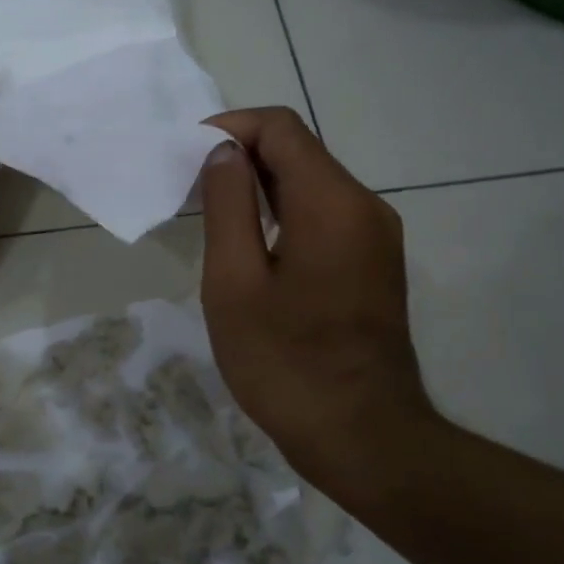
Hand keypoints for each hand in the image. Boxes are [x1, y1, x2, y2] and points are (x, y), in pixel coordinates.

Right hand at [198, 107, 435, 487]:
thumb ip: (228, 207)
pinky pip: (326, 216)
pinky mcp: (375, 264)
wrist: (362, 436)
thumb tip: (225, 153)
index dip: (230, 127)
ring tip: (212, 213)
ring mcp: (376, 236)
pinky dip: (285, 213)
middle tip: (190, 187)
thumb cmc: (285, 363)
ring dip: (262, 186)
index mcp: (332, 203)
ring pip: (313, 184)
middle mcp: (365, 206)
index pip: (281, 128)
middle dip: (242, 156)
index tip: (187, 154)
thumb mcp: (235, 283)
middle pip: (300, 152)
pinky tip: (252, 244)